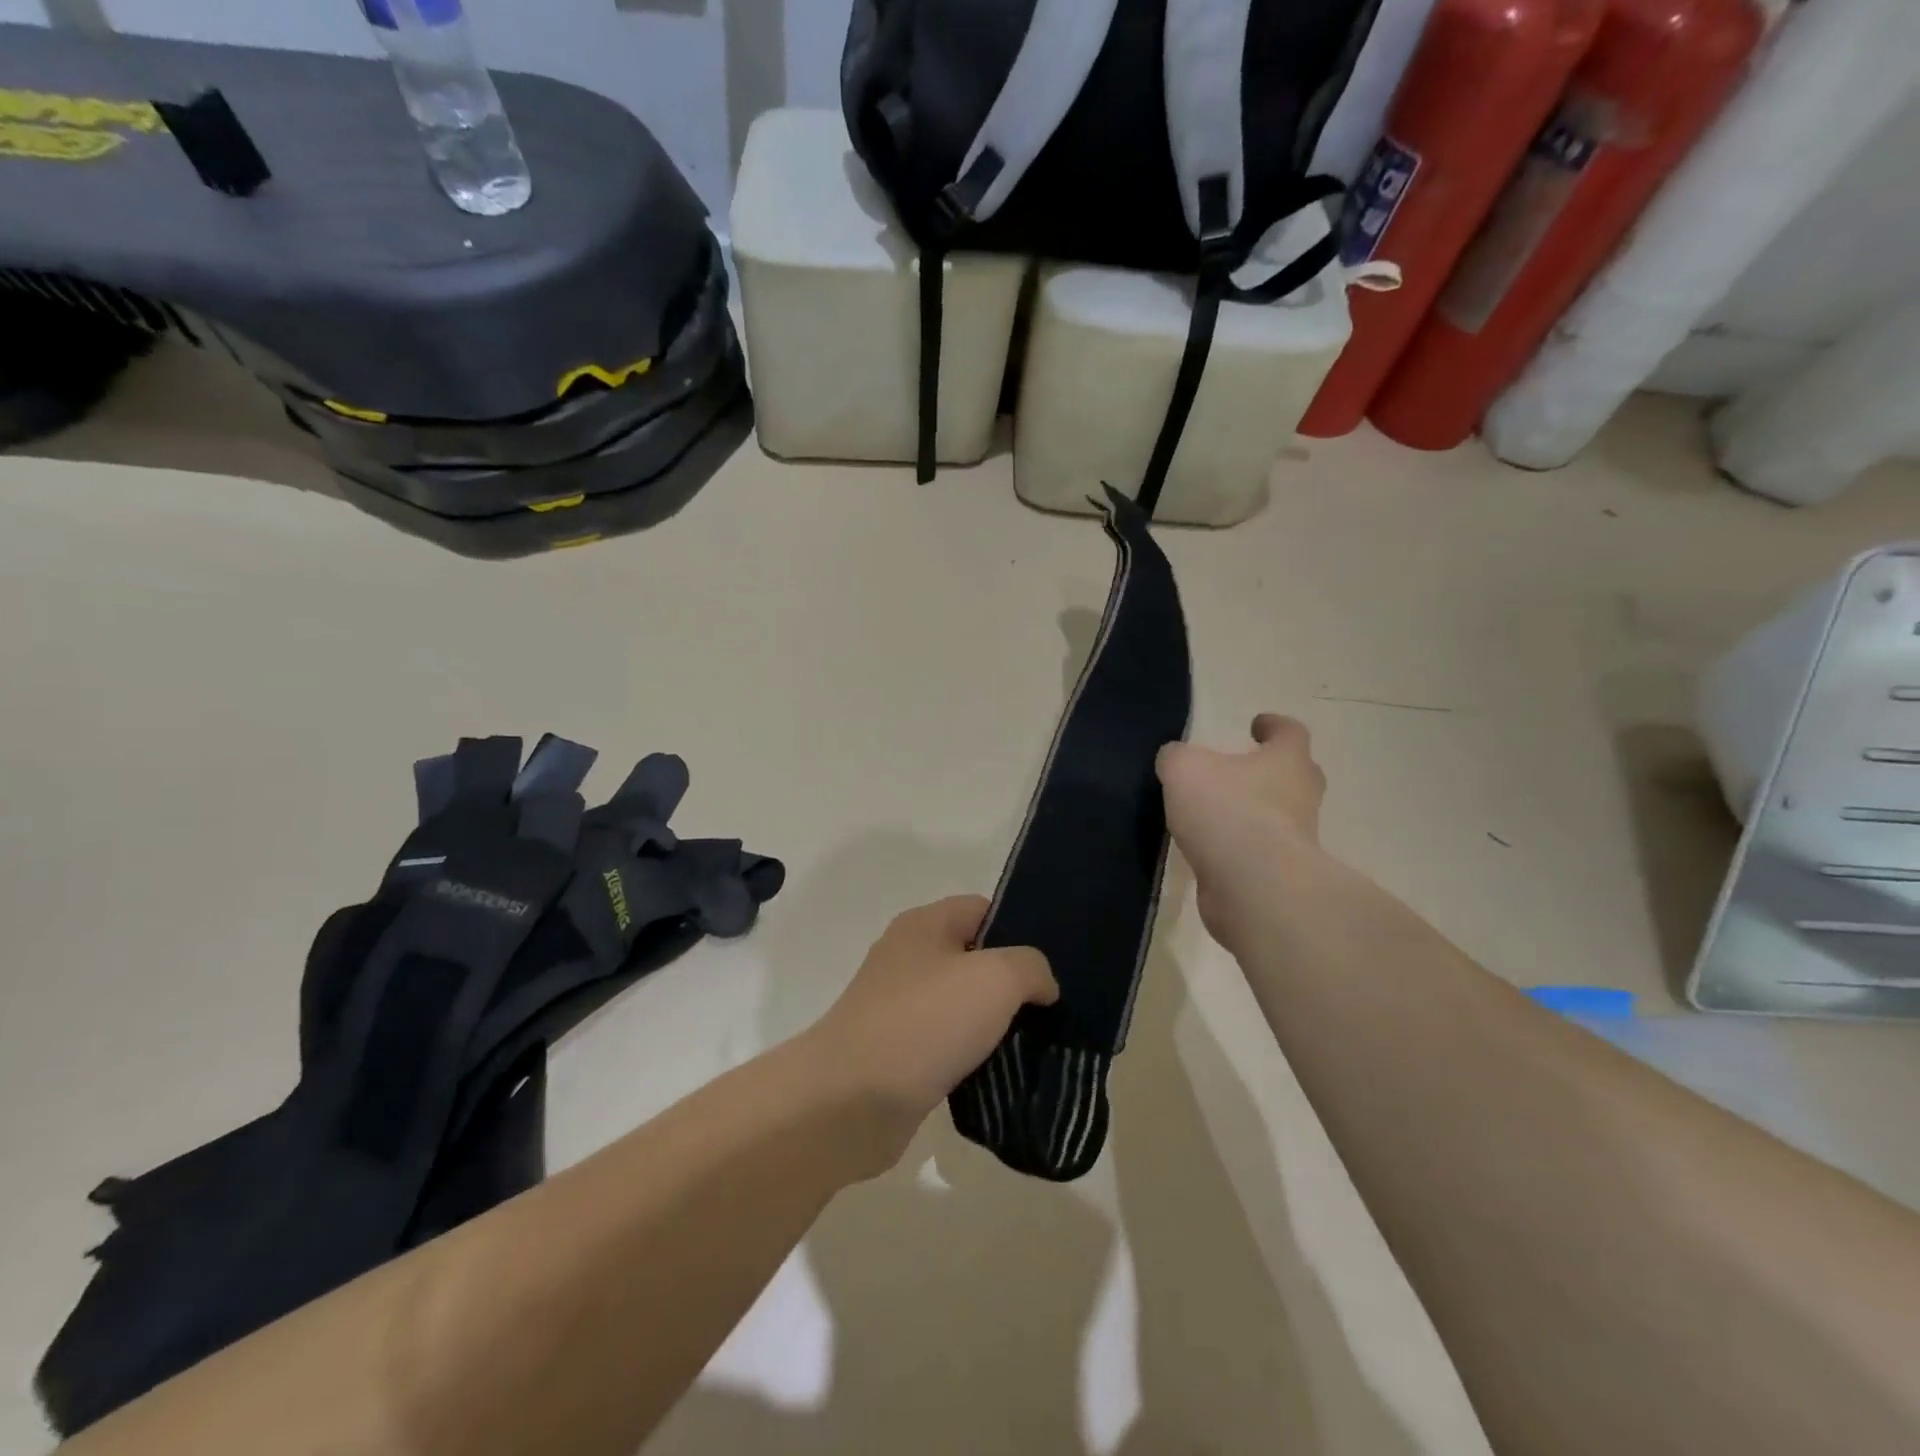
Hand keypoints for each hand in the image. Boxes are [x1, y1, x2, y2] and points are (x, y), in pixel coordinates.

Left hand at [806, 896, 1055, 1174]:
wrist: (850, 1100)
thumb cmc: (924, 1022)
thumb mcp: (995, 978)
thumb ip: (1030, 967)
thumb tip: (1041, 985)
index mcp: (924, 924)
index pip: (983, 909)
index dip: (1019, 930)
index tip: (1051, 966)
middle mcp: (908, 957)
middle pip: (974, 958)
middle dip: (1012, 983)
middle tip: (1050, 1009)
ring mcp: (898, 1006)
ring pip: (962, 1005)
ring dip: (994, 1025)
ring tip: (1034, 1046)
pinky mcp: (896, 1052)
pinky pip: (946, 1044)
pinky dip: (971, 1057)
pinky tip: (999, 1076)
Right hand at [1157, 713, 1327, 946]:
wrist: (1254, 886)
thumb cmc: (1226, 811)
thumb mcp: (1184, 769)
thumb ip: (1177, 758)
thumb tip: (1175, 760)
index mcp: (1286, 762)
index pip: (1290, 732)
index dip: (1274, 725)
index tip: (1257, 725)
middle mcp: (1299, 797)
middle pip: (1296, 775)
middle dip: (1272, 770)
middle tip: (1243, 769)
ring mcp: (1295, 840)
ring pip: (1279, 817)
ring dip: (1254, 812)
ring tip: (1214, 813)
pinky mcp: (1278, 875)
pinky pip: (1259, 852)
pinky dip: (1239, 847)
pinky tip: (1210, 848)